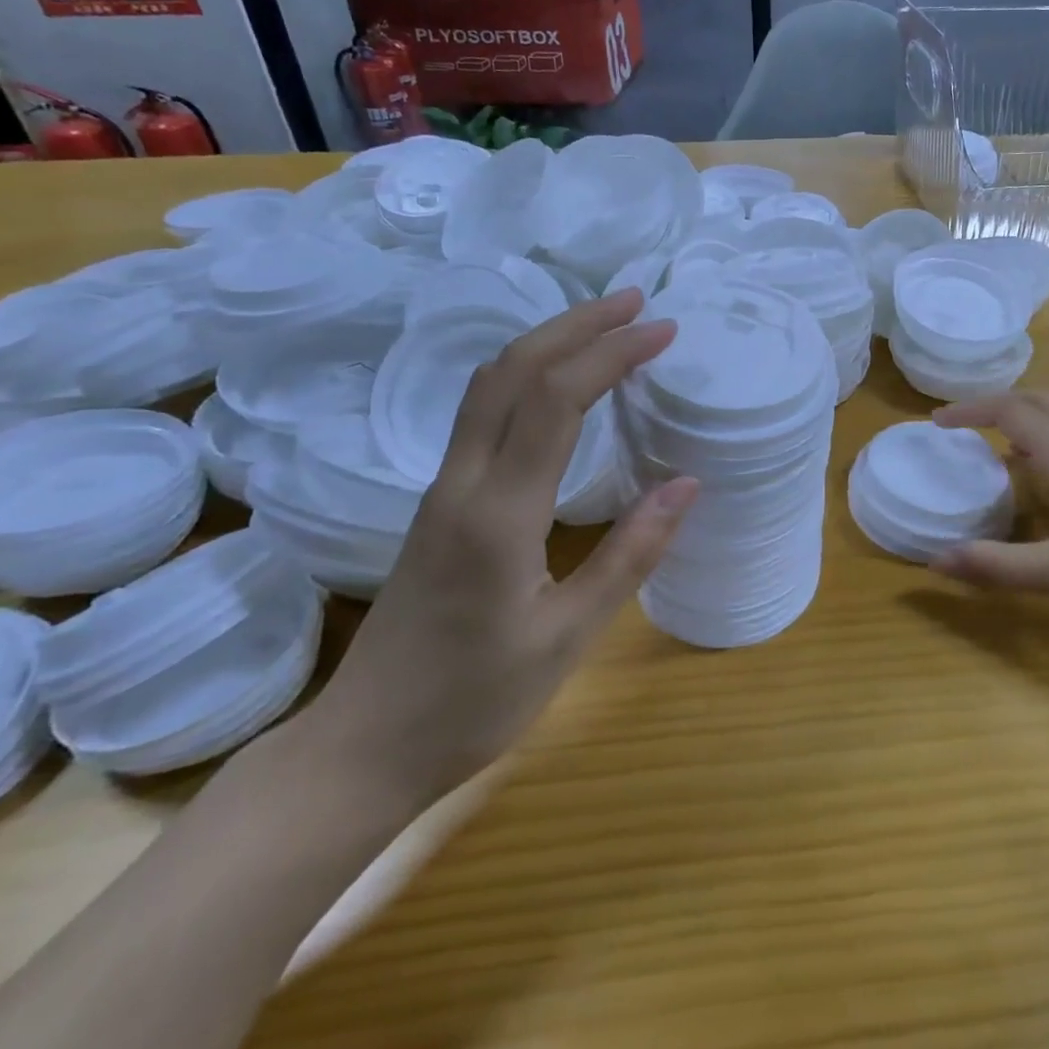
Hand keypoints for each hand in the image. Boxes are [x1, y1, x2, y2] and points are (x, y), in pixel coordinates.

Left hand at [301, 292, 697, 811]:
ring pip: (490, 383)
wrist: (362, 747)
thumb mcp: (567, 638)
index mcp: (499, 513)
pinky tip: (559, 382)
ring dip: (548, 341)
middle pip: (513, 370)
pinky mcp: (440, 500)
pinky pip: (484, 410)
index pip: (556, 400)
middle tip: (635, 302)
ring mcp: (443, 487)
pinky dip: (528, 374)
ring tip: (603, 325)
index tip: (662, 331)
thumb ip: (630, 555)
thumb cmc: (471, 703)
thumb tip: (687, 485)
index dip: (611, 354)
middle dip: (576, 324)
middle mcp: (463, 481)